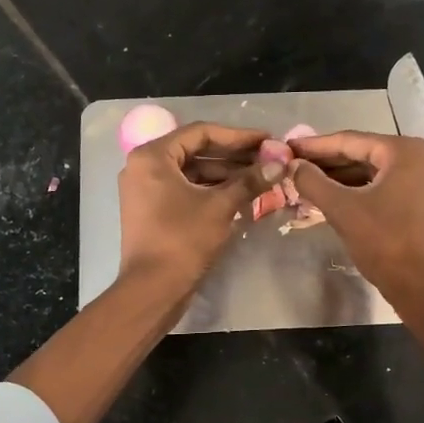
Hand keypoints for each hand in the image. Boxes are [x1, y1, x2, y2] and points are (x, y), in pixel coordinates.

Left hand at [119, 121, 275, 296]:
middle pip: (195, 151)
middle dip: (233, 156)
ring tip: (260, 178)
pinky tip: (240, 195)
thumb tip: (280, 164)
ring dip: (225, 174)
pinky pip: (185, 190)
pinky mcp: (151, 210)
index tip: (267, 140)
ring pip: (192, 172)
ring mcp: (145, 190)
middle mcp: (143, 167)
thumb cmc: (183, 240)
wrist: (153, 289)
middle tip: (267, 159)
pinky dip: (211, 190)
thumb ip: (249, 181)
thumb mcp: (220, 206)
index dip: (238, 136)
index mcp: (152, 156)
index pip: (201, 133)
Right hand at [288, 131, 423, 319]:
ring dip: (341, 178)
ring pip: (373, 172)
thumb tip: (293, 165)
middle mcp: (420, 157)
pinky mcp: (423, 201)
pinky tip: (332, 197)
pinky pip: (385, 187)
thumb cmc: (385, 242)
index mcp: (405, 151)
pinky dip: (359, 191)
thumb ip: (314, 182)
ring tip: (307, 181)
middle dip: (327, 162)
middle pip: (364, 154)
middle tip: (294, 165)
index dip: (315, 145)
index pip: (351, 141)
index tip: (289, 146)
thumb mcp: (343, 210)